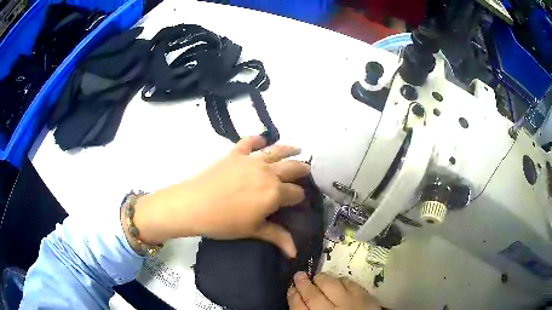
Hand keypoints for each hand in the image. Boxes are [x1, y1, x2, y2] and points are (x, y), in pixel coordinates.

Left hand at [132, 136, 309, 257]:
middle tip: (306, 171)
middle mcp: (268, 172)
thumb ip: (278, 237)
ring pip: (277, 150)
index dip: (298, 197)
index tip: (297, 201)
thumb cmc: (224, 222)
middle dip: (302, 170)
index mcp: (275, 192)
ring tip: (297, 149)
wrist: (194, 205)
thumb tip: (295, 253)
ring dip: (289, 149)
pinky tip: (261, 139)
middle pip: (292, 168)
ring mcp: (252, 160)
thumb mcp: (254, 230)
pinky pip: (249, 142)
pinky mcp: (235, 153)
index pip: (296, 193)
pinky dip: (257, 139)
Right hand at [288, 272, 380, 309]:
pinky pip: (349, 282)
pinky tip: (337, 281)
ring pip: (331, 285)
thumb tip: (299, 300)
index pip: (299, 308)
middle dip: (303, 284)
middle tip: (299, 275)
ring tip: (317, 277)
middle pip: (313, 295)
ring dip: (322, 279)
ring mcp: (348, 302)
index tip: (291, 289)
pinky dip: (340, 280)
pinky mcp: (364, 295)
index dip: (293, 297)